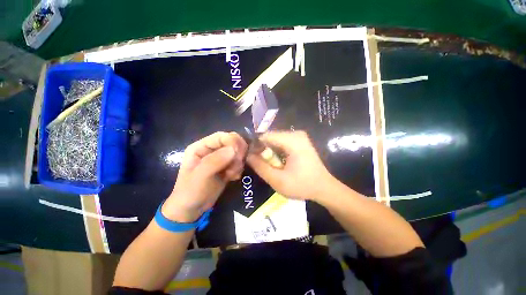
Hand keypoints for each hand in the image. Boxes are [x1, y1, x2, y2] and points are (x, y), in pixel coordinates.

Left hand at [163, 132, 247, 222]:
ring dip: (238, 164)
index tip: (239, 154)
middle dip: (237, 154)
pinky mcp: (227, 167)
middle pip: (232, 143)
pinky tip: (231, 178)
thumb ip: (215, 161)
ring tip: (230, 175)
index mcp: (201, 147)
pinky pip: (239, 162)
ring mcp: (220, 158)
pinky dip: (238, 170)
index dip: (233, 141)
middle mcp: (212, 150)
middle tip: (235, 167)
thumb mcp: (200, 176)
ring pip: (238, 153)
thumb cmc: (191, 192)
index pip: (221, 136)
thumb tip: (234, 149)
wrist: (193, 209)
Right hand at [247, 131, 335, 200]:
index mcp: (292, 140)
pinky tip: (277, 162)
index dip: (255, 146)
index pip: (265, 136)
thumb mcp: (278, 180)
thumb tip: (247, 155)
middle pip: (270, 137)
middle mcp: (296, 134)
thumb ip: (260, 167)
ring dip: (269, 151)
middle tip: (259, 164)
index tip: (250, 158)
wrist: (324, 188)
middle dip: (262, 150)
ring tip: (268, 164)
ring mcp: (299, 137)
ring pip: (275, 140)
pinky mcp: (300, 142)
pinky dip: (276, 151)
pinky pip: (282, 143)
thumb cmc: (302, 185)